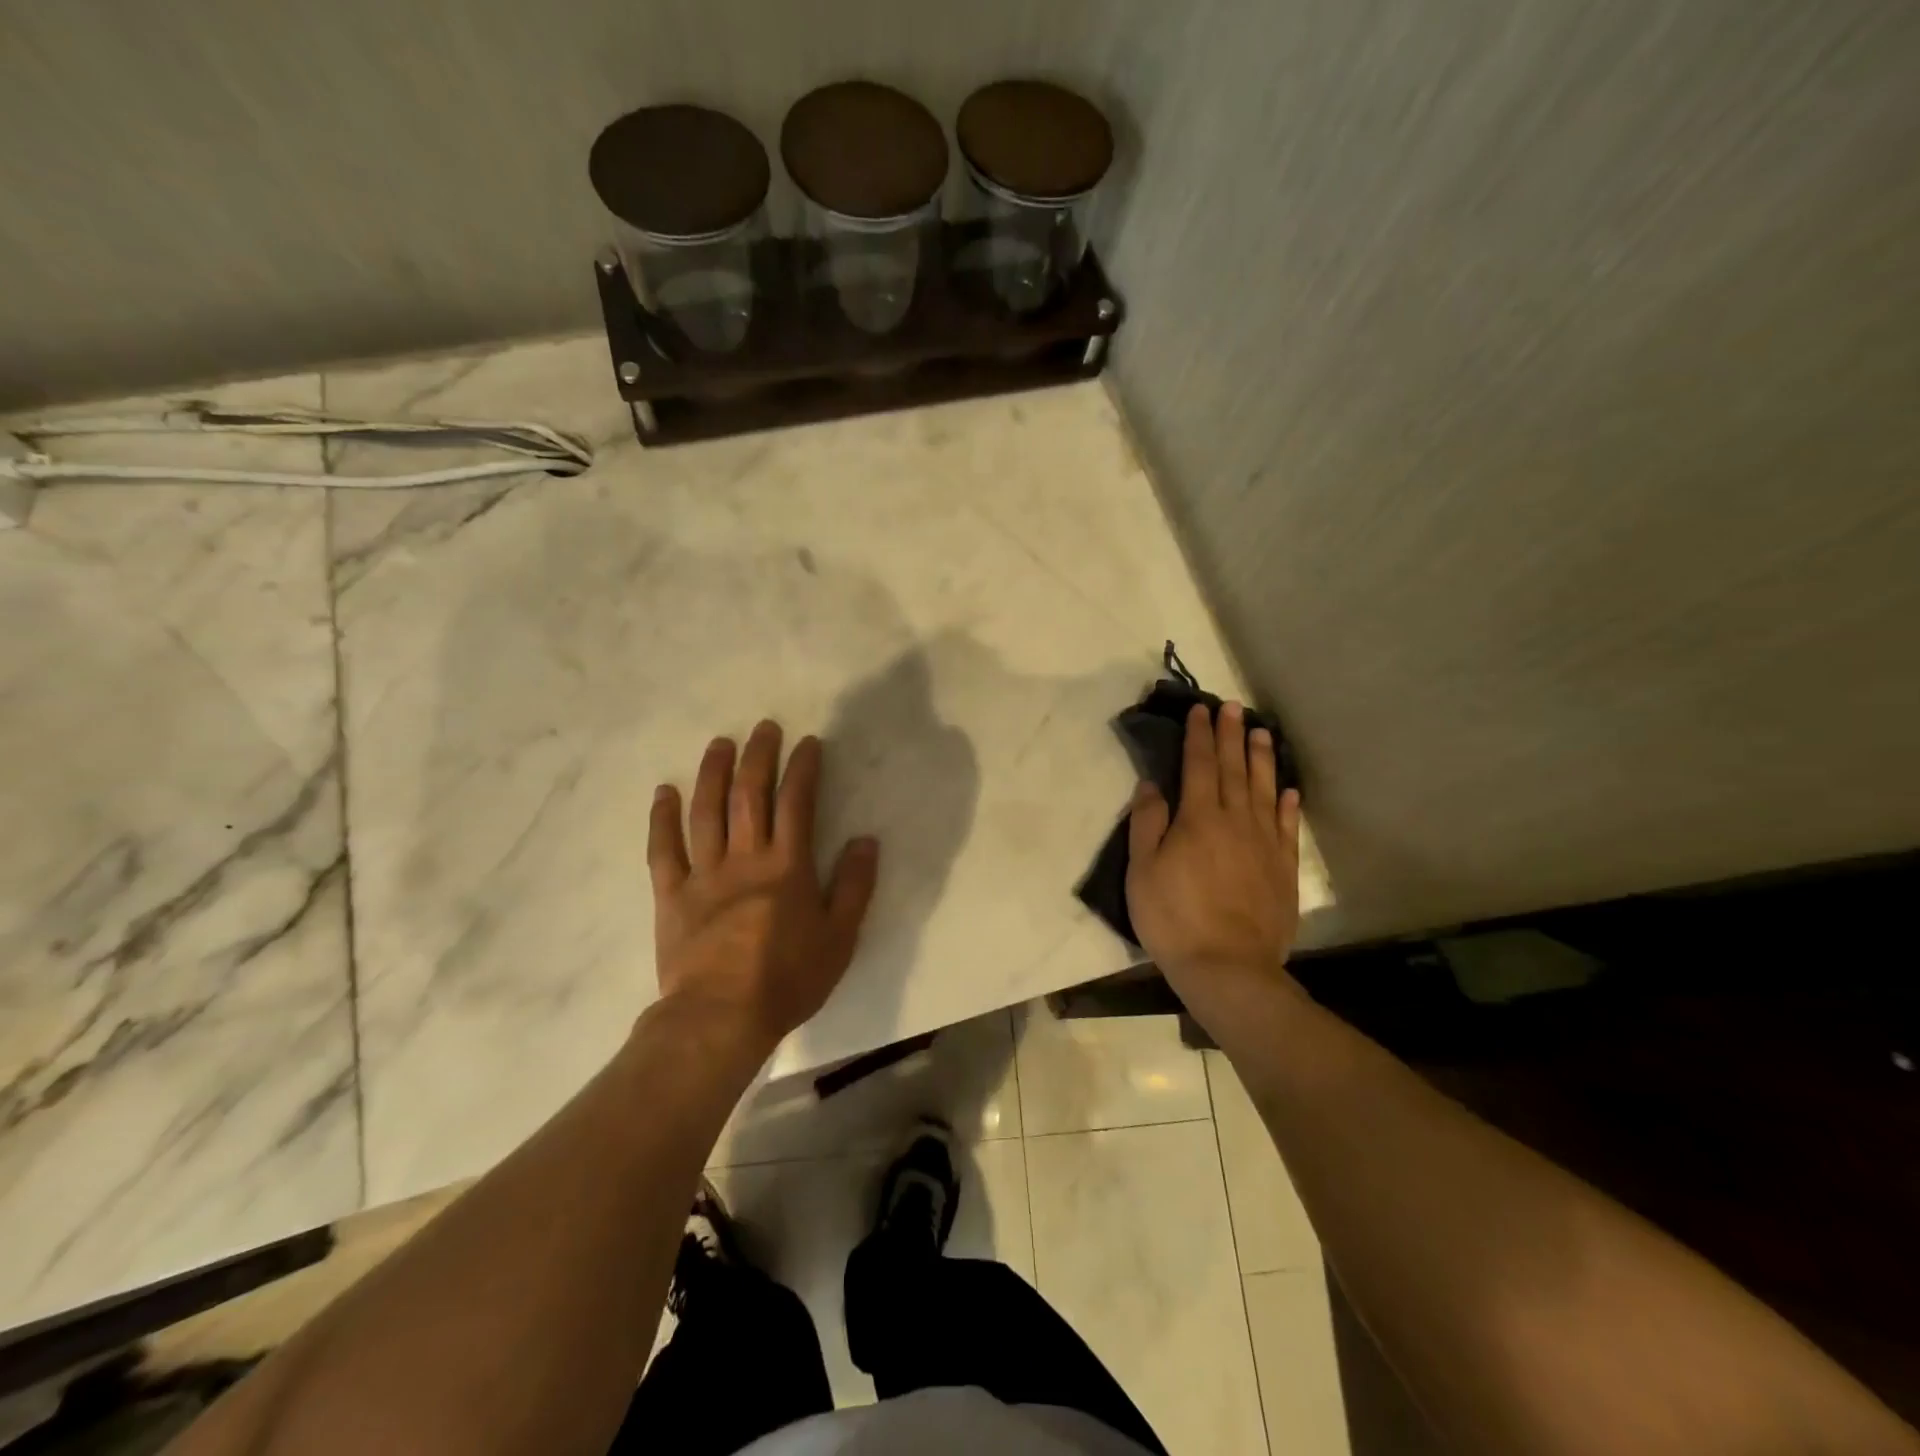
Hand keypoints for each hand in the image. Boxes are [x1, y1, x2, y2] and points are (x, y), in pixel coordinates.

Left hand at [647, 720, 879, 1058]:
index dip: (803, 769)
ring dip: (713, 773)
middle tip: (764, 728)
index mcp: (787, 867)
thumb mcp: (840, 938)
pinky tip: (663, 792)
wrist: (721, 1018)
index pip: (796, 803)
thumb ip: (855, 886)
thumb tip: (865, 840)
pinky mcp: (671, 894)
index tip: (808, 743)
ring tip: (719, 744)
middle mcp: (745, 858)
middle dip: (759, 757)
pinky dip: (662, 818)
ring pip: (706, 811)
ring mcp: (704, 874)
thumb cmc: (788, 979)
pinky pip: (663, 849)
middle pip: (750, 795)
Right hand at [1125, 702, 1302, 1002]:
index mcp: (1198, 819)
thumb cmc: (1174, 918)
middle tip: (1234, 708)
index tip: (1200, 711)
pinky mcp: (1283, 869)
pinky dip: (1287, 805)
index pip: (1199, 766)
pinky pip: (1287, 827)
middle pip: (1234, 770)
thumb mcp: (1142, 871)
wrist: (1228, 967)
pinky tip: (1288, 790)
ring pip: (1264, 790)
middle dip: (1232, 736)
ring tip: (1262, 733)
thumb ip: (1147, 823)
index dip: (1199, 736)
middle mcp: (1235, 821)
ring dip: (1262, 759)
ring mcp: (1264, 844)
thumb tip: (1151, 785)